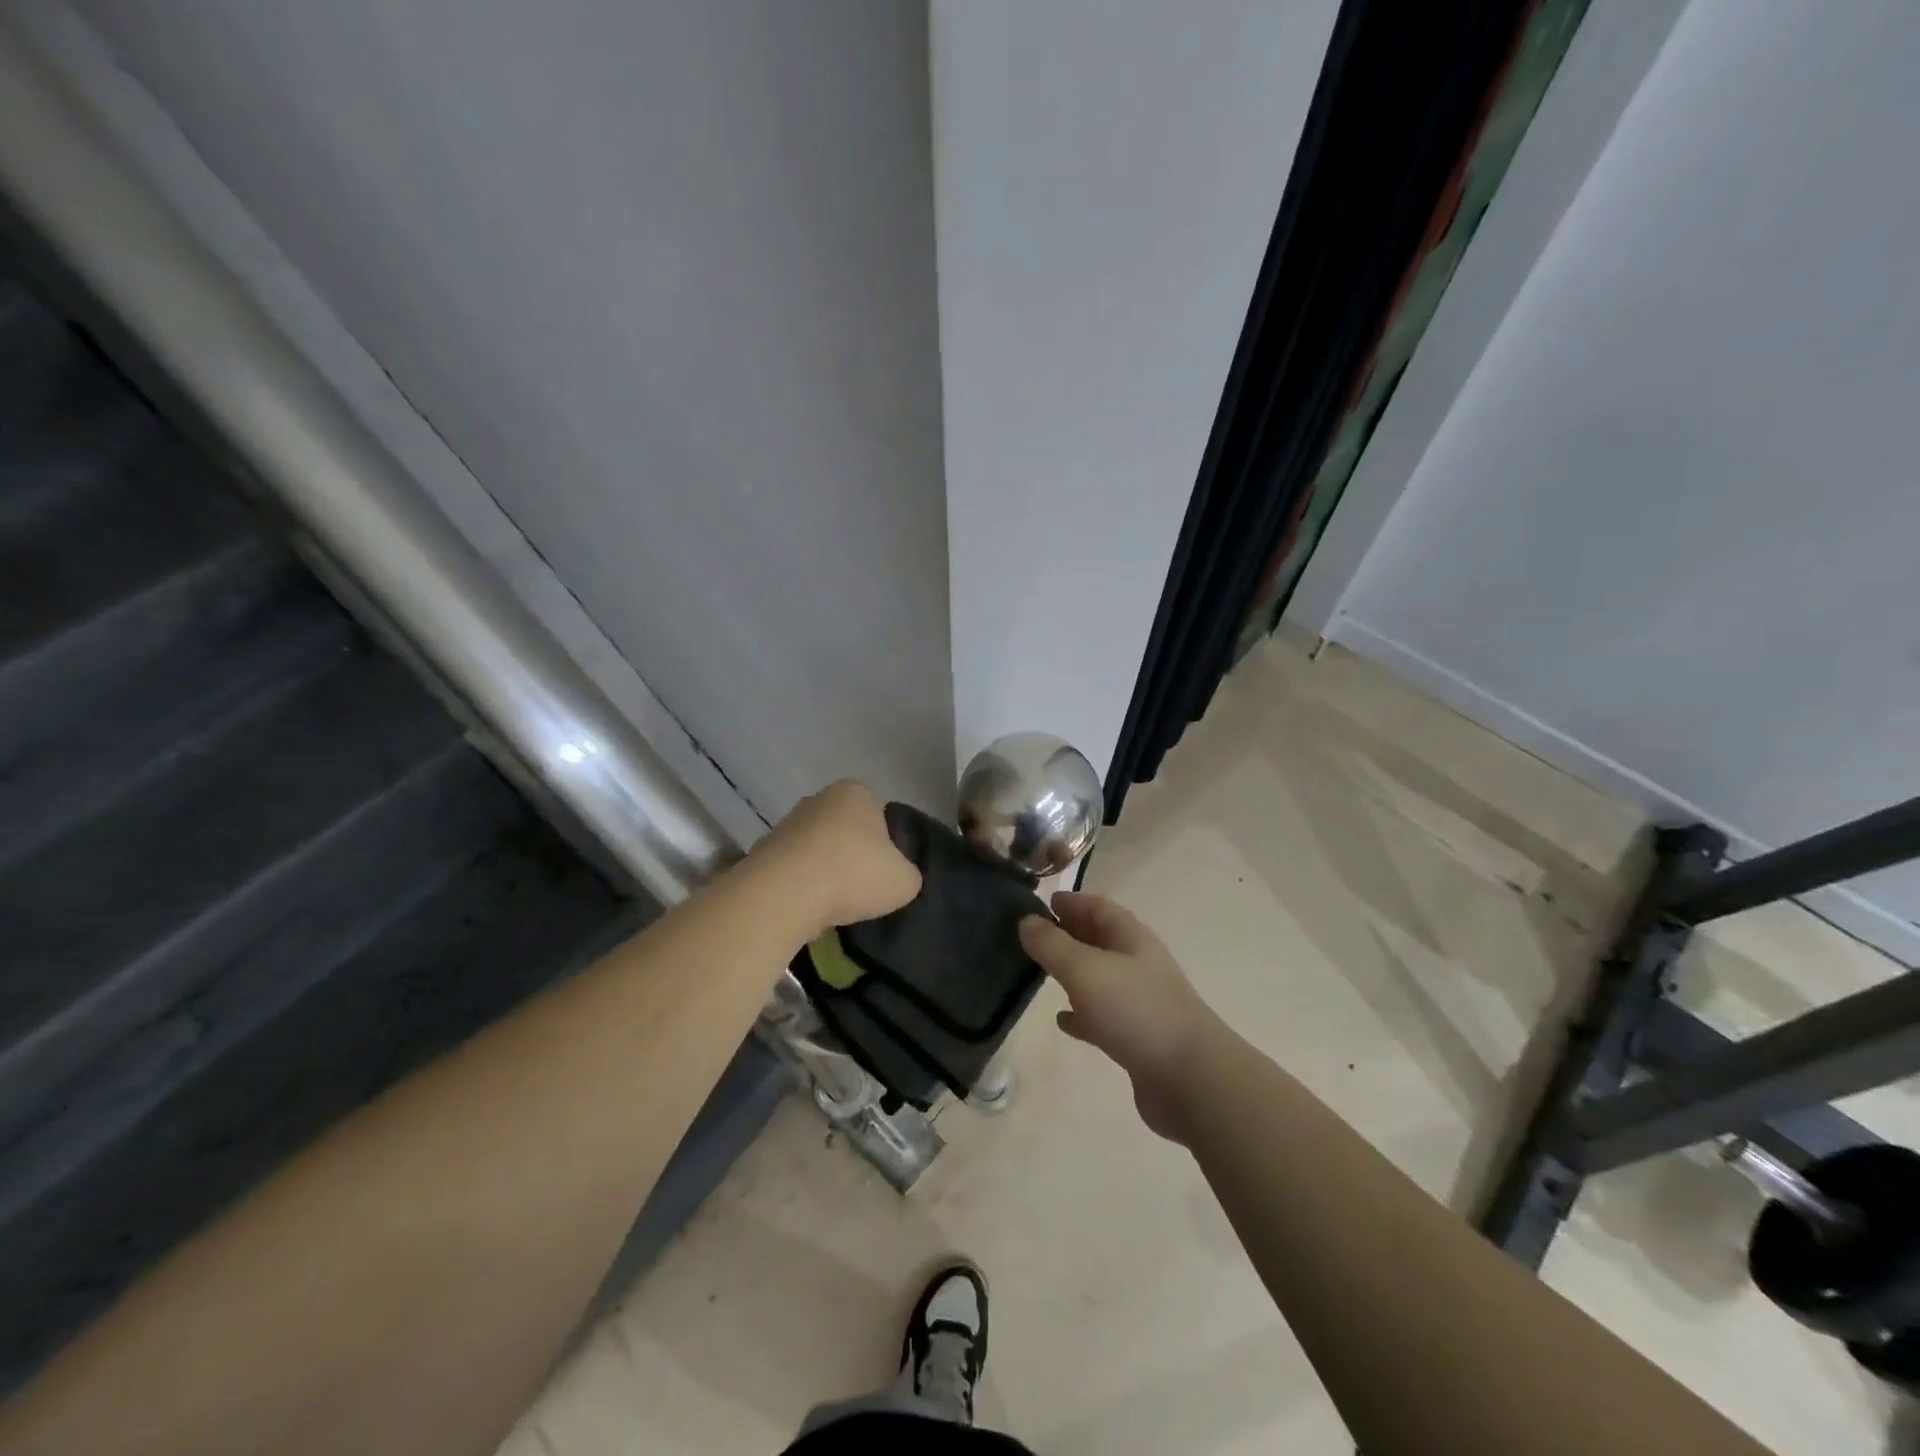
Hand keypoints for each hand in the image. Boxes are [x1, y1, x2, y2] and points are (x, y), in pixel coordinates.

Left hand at [754, 780, 921, 936]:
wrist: (785, 894)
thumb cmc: (853, 874)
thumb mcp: (905, 880)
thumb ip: (906, 874)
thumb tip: (895, 877)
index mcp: (855, 792)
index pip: (877, 815)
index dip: (883, 846)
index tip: (882, 873)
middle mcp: (817, 799)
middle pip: (843, 830)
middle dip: (851, 856)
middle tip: (860, 890)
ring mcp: (785, 824)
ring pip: (815, 851)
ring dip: (823, 873)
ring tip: (832, 906)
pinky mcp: (761, 852)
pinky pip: (791, 871)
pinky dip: (799, 888)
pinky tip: (806, 910)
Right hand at [1020, 892, 1218, 1142]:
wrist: (1191, 1078)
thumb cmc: (1136, 1011)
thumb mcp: (1085, 970)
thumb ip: (1052, 945)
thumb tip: (1026, 921)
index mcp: (1130, 938)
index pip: (1097, 906)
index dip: (1071, 901)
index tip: (1040, 902)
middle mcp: (1137, 964)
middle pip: (1099, 939)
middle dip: (1068, 934)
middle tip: (1032, 936)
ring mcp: (1139, 1001)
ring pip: (1099, 977)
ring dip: (1072, 972)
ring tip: (1039, 973)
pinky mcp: (1137, 1037)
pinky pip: (1102, 1016)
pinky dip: (1081, 1014)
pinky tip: (1062, 1019)